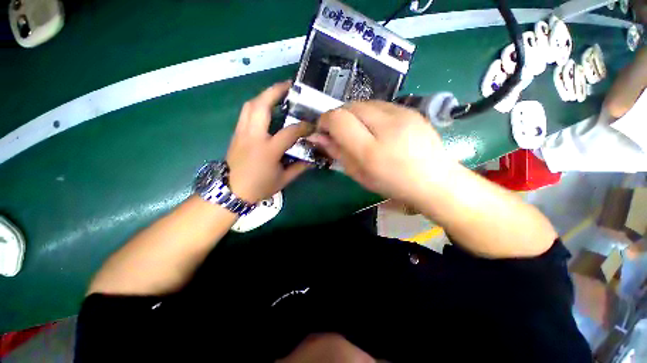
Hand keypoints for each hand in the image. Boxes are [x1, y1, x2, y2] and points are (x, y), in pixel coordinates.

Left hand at [226, 81, 311, 202]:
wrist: (232, 191)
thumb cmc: (259, 187)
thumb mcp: (283, 180)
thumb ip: (299, 167)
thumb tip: (312, 159)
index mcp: (268, 150)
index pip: (289, 132)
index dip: (303, 126)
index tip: (312, 125)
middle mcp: (253, 136)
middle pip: (261, 105)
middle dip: (275, 91)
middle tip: (288, 86)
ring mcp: (242, 133)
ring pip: (250, 105)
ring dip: (264, 96)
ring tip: (276, 94)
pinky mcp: (236, 134)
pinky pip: (245, 113)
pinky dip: (256, 105)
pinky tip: (265, 108)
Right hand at [311, 101, 456, 205]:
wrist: (433, 180)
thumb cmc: (392, 183)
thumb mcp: (359, 174)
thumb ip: (337, 153)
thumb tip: (317, 137)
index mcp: (371, 150)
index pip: (338, 119)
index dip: (325, 121)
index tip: (324, 131)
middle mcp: (386, 126)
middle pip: (350, 106)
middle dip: (339, 117)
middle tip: (341, 133)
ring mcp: (402, 114)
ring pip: (364, 103)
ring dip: (354, 115)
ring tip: (360, 131)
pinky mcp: (411, 109)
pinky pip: (380, 105)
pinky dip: (370, 113)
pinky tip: (377, 128)